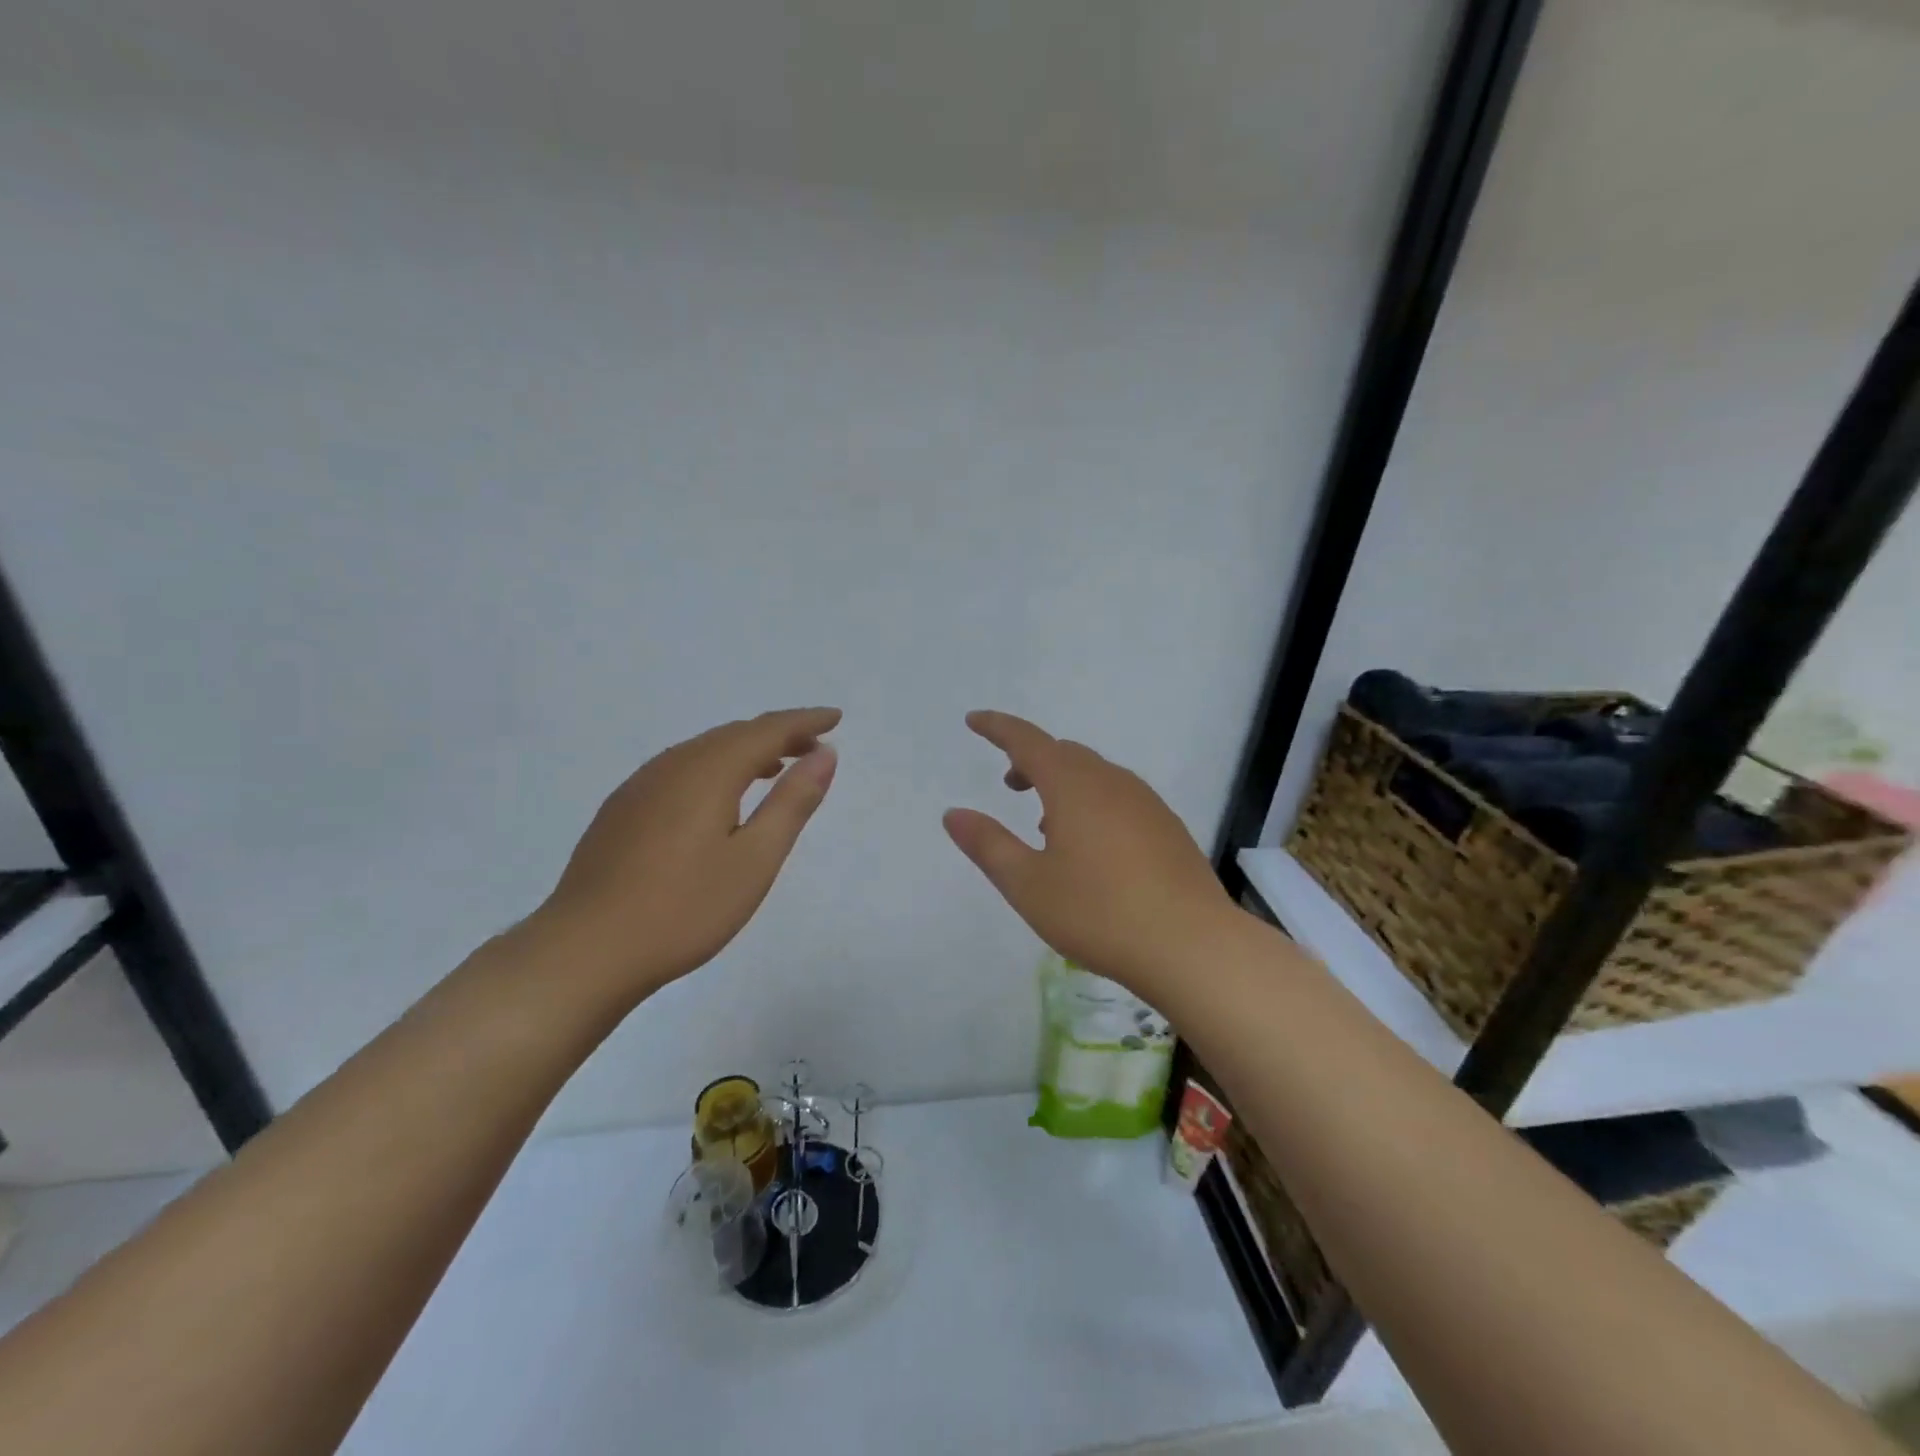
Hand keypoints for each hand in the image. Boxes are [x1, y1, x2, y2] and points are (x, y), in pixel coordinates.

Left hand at [533, 707, 840, 998]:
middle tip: (812, 747)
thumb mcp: (755, 860)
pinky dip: (713, 768)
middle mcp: (672, 766)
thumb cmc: (683, 909)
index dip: (804, 722)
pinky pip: (679, 769)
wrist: (585, 951)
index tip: (834, 718)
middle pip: (733, 734)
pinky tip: (718, 797)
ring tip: (774, 768)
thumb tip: (824, 754)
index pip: (766, 730)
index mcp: (708, 772)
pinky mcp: (621, 810)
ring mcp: (639, 787)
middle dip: (777, 734)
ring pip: (703, 750)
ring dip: (744, 750)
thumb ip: (792, 802)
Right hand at [943, 710, 1234, 995]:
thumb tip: (954, 813)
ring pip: (1095, 775)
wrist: (1192, 945)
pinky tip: (1091, 847)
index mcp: (1073, 786)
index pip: (1028, 741)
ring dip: (1063, 784)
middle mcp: (1111, 782)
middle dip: (1031, 760)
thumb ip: (988, 844)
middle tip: (1010, 785)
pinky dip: (1092, 803)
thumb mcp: (1028, 884)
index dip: (998, 728)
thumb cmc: (1099, 913)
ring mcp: (1146, 803)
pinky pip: (1119, 797)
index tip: (974, 720)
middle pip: (1064, 754)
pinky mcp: (1168, 827)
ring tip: (1046, 824)